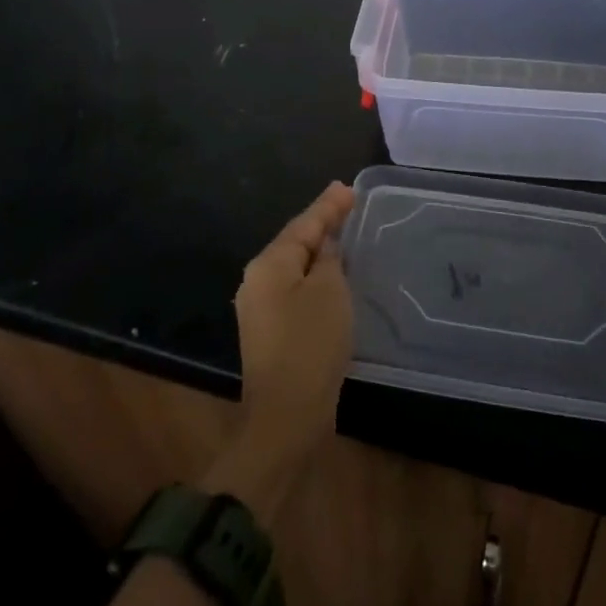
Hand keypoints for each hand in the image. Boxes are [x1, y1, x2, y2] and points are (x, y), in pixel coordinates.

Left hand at [206, 183, 354, 524]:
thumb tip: (326, 246)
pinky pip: (297, 289)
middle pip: (295, 242)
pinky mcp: (272, 332)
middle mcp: (257, 281)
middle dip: (322, 223)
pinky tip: (334, 273)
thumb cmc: (310, 346)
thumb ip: (330, 259)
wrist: (286, 418)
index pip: (304, 224)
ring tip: (344, 232)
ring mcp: (261, 308)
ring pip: (296, 266)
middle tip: (348, 204)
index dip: (328, 206)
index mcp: (268, 265)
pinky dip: (316, 276)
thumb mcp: (329, 292)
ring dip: (320, 251)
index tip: (347, 188)